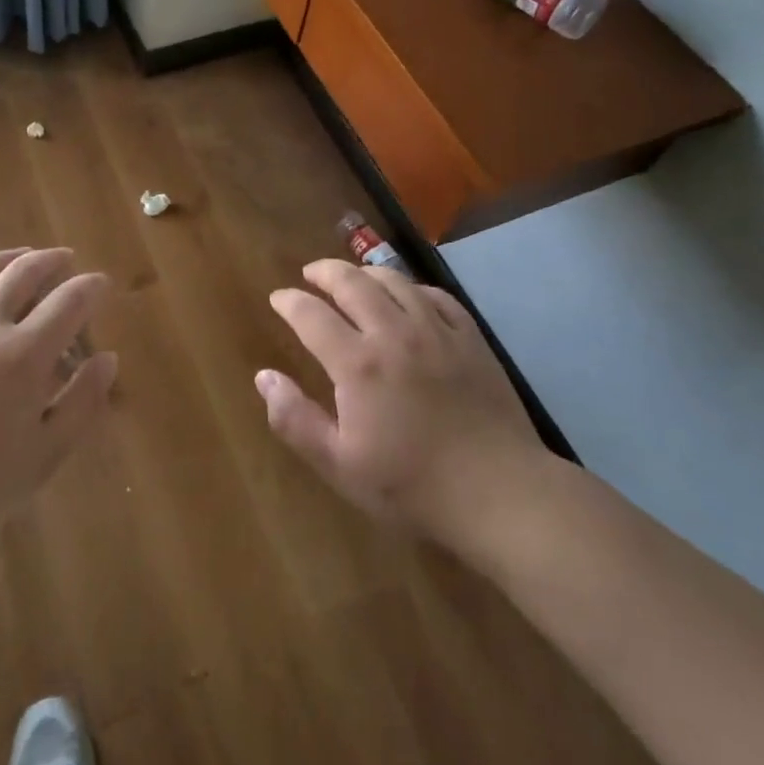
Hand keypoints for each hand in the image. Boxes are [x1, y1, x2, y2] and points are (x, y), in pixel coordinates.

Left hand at [0, 248, 115, 580]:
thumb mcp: (46, 455)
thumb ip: (83, 401)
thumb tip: (107, 358)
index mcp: (24, 355)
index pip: (69, 301)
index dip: (91, 287)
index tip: (102, 285)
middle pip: (23, 273)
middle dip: (52, 261)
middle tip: (65, 260)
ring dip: (6, 258)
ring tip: (22, 256)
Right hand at [260, 259, 553, 543]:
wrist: (499, 493)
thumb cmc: (412, 485)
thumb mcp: (340, 464)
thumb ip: (295, 419)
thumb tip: (264, 376)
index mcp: (357, 363)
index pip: (311, 314)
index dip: (289, 301)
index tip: (277, 298)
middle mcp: (394, 332)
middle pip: (352, 282)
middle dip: (324, 271)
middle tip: (311, 274)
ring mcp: (437, 330)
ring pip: (394, 280)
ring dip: (365, 273)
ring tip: (353, 278)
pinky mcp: (470, 338)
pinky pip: (435, 296)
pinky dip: (412, 288)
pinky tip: (408, 297)